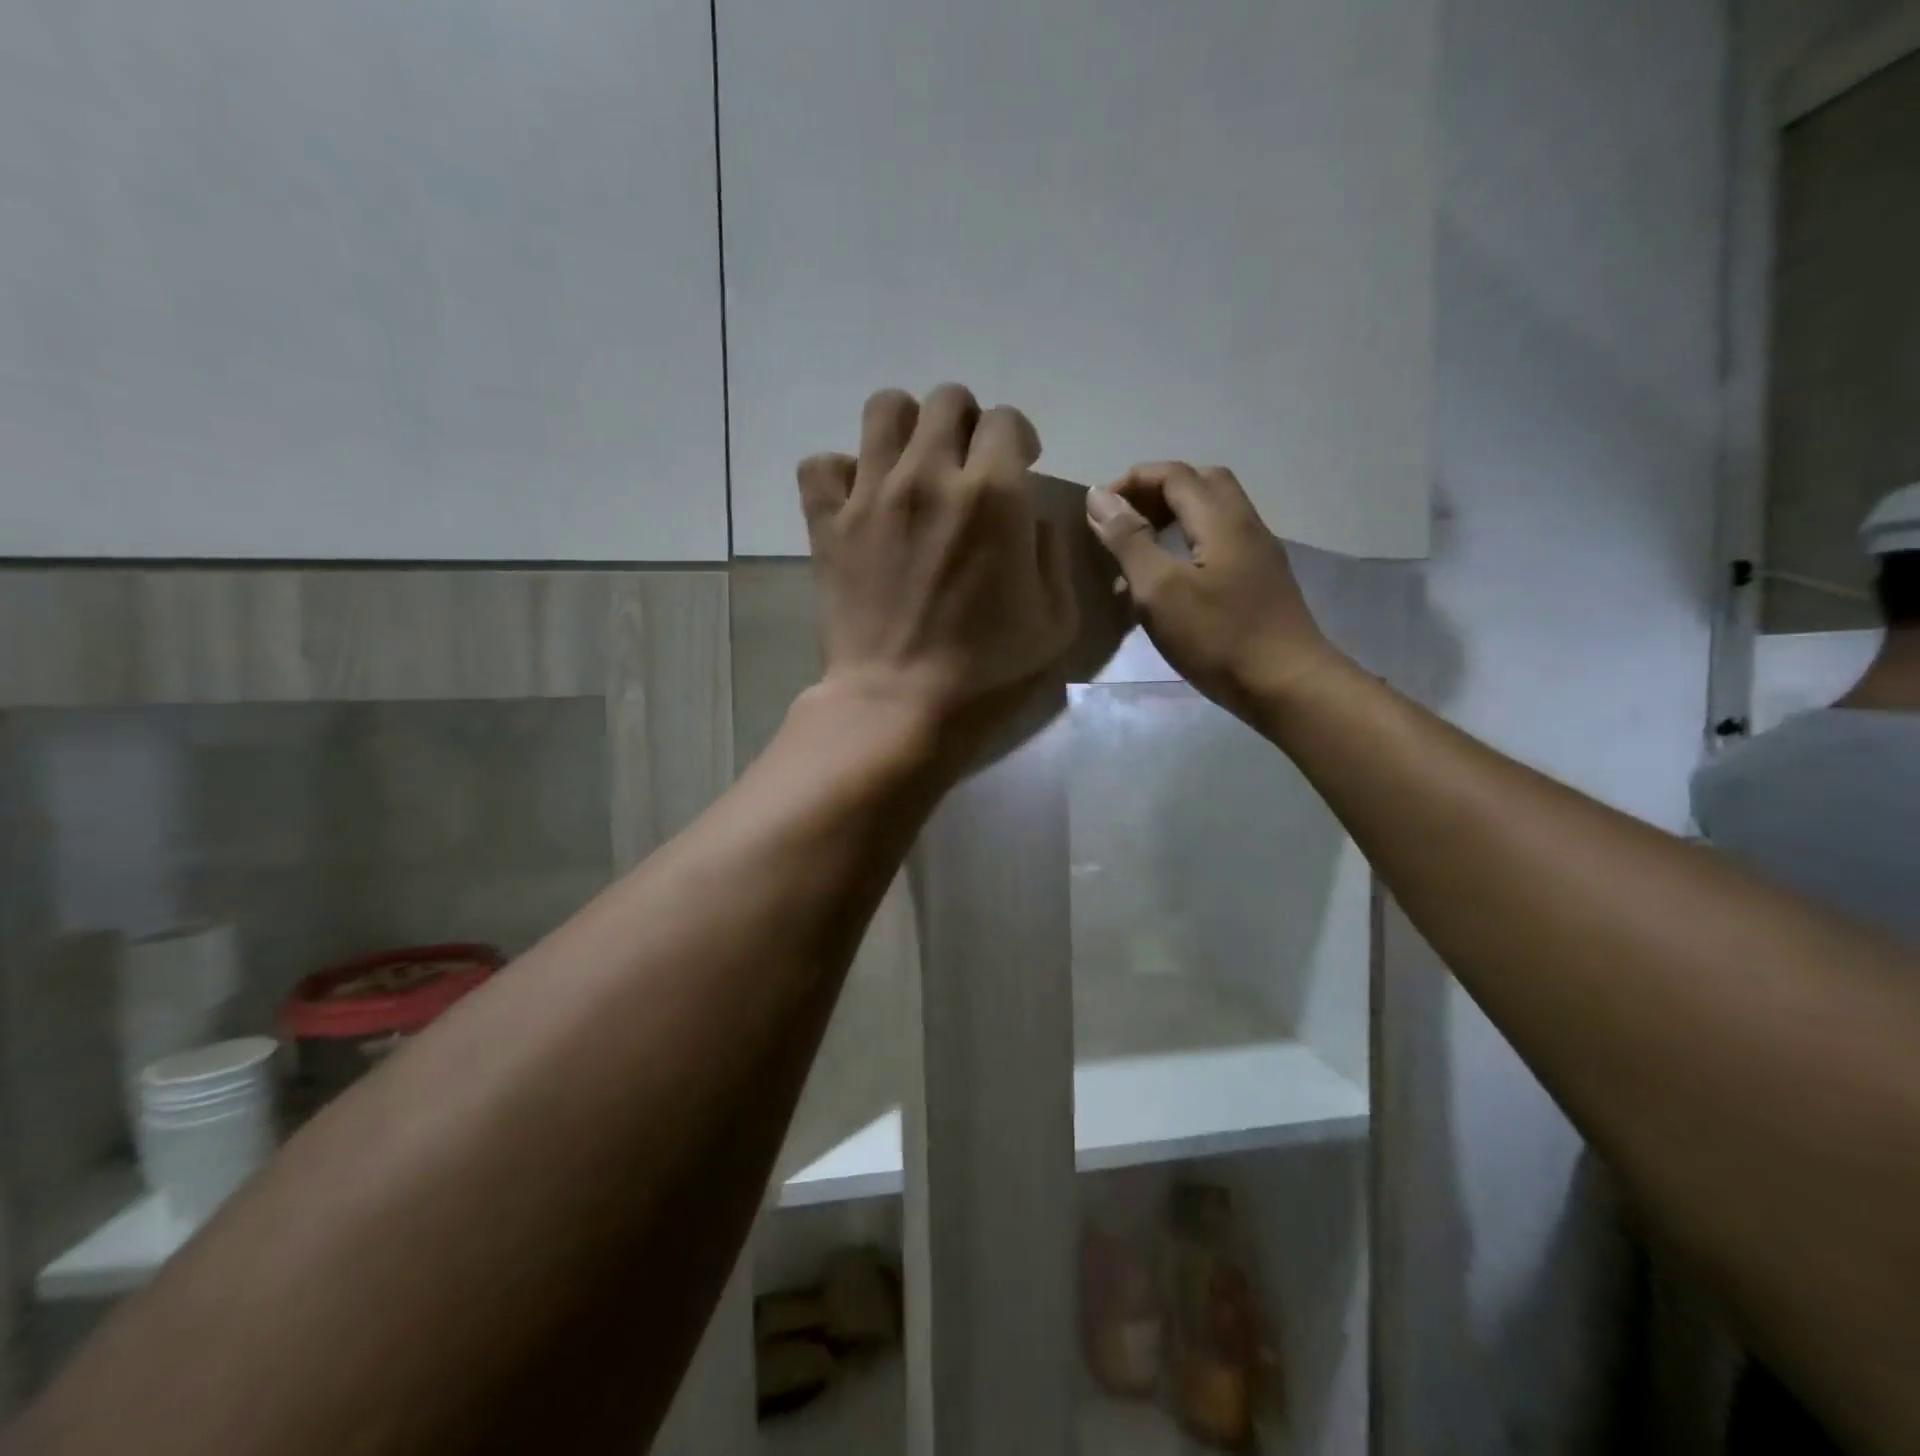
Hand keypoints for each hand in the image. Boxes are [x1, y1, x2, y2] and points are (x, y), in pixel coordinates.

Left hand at [797, 385, 1078, 762]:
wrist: (899, 704)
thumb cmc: (985, 671)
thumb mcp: (1055, 620)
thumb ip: (1051, 554)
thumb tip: (1030, 517)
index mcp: (993, 494)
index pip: (1006, 420)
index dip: (1018, 438)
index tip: (1019, 466)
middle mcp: (930, 475)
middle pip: (947, 400)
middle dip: (967, 424)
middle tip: (967, 465)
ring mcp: (871, 495)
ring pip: (884, 409)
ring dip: (907, 427)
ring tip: (913, 465)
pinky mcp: (828, 522)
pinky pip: (821, 464)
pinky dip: (839, 471)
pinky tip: (858, 498)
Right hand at [1085, 463, 1337, 717]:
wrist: (1286, 686)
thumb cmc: (1218, 637)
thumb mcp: (1160, 589)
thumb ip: (1129, 540)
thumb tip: (1099, 497)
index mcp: (1221, 519)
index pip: (1174, 475)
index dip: (1132, 482)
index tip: (1096, 510)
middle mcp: (1245, 525)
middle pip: (1199, 485)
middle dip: (1155, 494)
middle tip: (1122, 523)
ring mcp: (1257, 555)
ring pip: (1211, 517)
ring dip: (1171, 522)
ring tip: (1136, 556)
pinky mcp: (1259, 584)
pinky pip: (1218, 547)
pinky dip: (1186, 549)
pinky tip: (1167, 587)